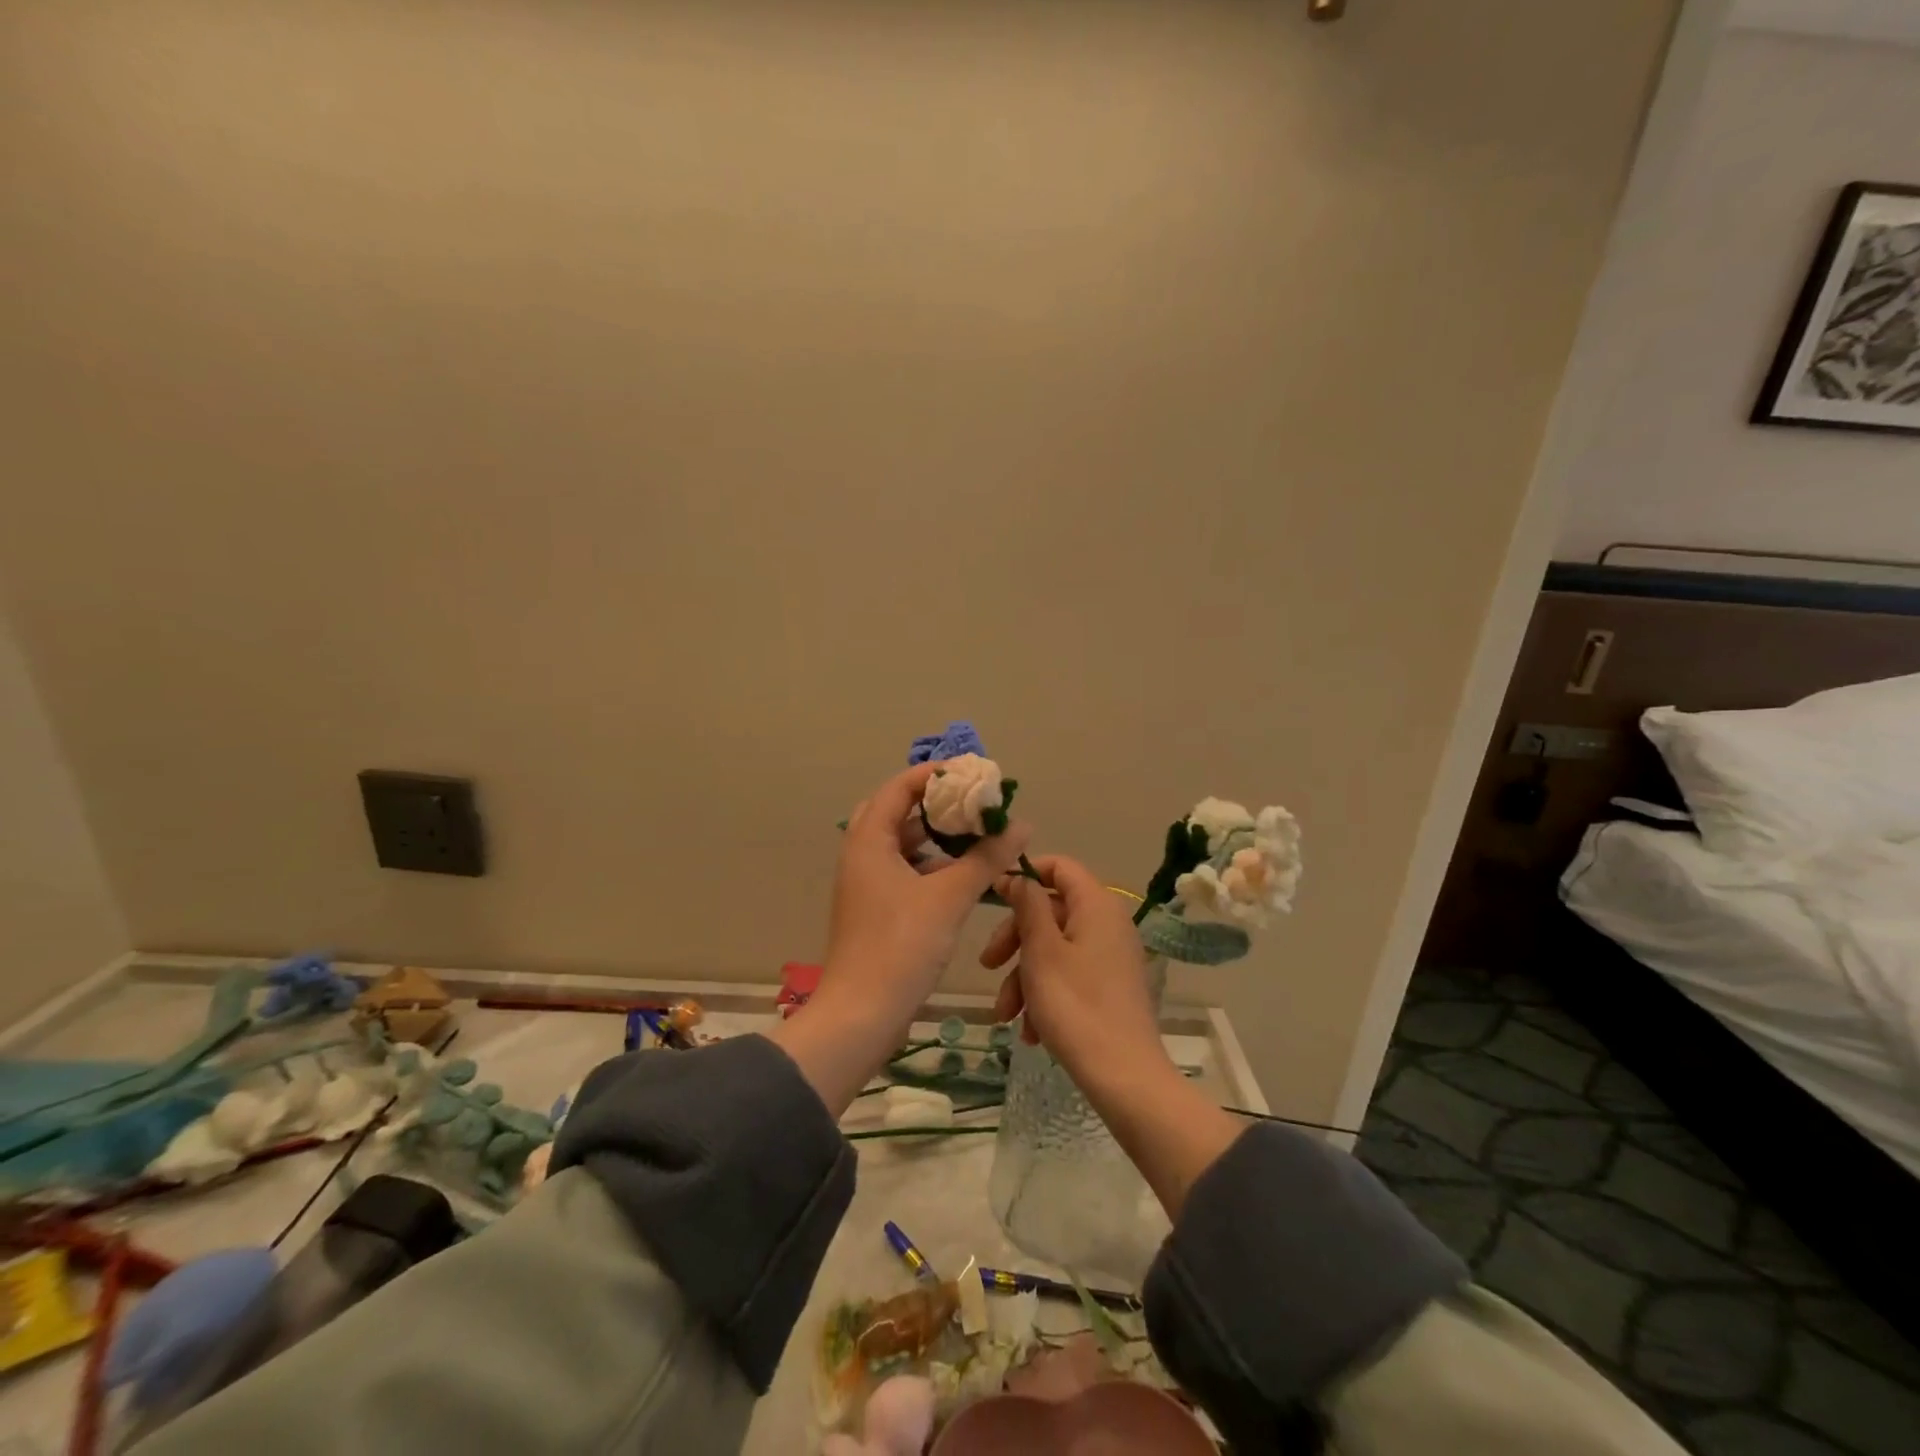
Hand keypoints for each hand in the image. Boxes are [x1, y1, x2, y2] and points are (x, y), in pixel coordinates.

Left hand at [769, 763, 1029, 1115]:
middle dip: (934, 804)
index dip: (934, 774)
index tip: (972, 773)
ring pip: (901, 844)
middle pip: (896, 812)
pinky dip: (931, 865)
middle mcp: (861, 855)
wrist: (861, 1015)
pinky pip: (904, 871)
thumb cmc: (901, 946)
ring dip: (935, 836)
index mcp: (868, 841)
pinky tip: (962, 873)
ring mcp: (866, 884)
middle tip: (971, 802)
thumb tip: (1021, 825)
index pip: (899, 787)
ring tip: (974, 832)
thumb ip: (986, 857)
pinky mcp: (876, 909)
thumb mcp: (949, 897)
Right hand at [984, 855, 1166, 1083]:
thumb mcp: (1041, 951)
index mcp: (1096, 905)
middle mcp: (1108, 924)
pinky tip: (1030, 1031)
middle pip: (1051, 911)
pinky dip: (1045, 996)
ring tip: (1006, 1015)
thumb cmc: (1076, 1005)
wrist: (1124, 1077)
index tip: (994, 896)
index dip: (1025, 875)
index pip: (1060, 867)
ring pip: (1054, 949)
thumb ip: (1028, 905)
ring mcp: (1111, 957)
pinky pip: (1069, 975)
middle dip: (1015, 939)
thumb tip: (1020, 877)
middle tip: (988, 965)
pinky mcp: (1110, 987)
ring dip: (1024, 977)